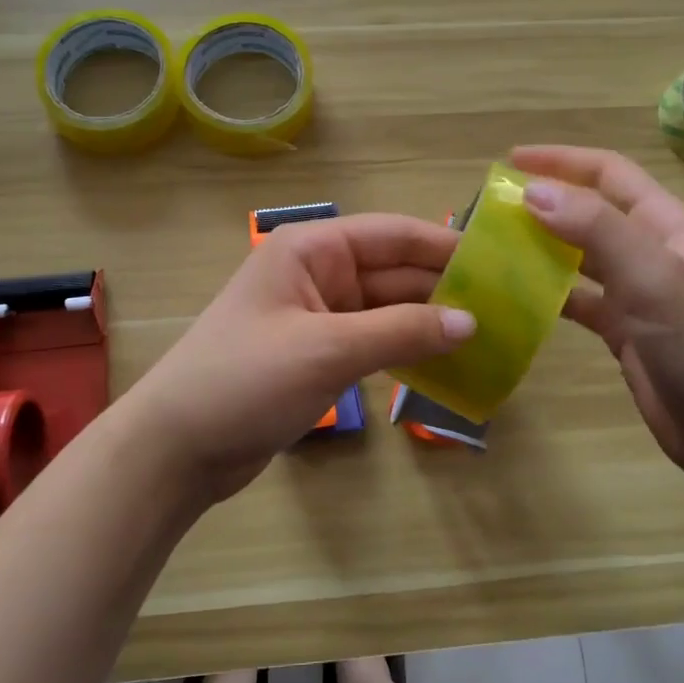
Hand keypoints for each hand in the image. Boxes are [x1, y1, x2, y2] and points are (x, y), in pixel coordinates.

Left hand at [118, 213, 474, 503]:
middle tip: (507, 308)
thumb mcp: (327, 350)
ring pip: (387, 308)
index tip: (500, 261)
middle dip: (444, 288)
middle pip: (392, 271)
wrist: (176, 448)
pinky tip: (446, 364)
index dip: (444, 246)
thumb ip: (401, 332)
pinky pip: (373, 340)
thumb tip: (470, 321)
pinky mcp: (318, 353)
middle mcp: (317, 272)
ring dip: (429, 322)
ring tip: (490, 336)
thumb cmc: (244, 380)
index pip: (391, 234)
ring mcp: (317, 315)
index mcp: (311, 249)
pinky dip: (406, 350)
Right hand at [510, 145, 683, 491]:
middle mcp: (650, 250)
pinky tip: (516, 295)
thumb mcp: (653, 278)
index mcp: (666, 225)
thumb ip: (595, 229)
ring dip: (541, 245)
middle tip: (492, 207)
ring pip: (579, 254)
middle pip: (590, 211)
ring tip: (494, 245)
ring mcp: (636, 291)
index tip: (509, 162)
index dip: (561, 160)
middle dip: (545, 202)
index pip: (608, 173)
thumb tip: (533, 191)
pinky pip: (576, 297)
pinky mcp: (623, 328)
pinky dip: (547, 291)